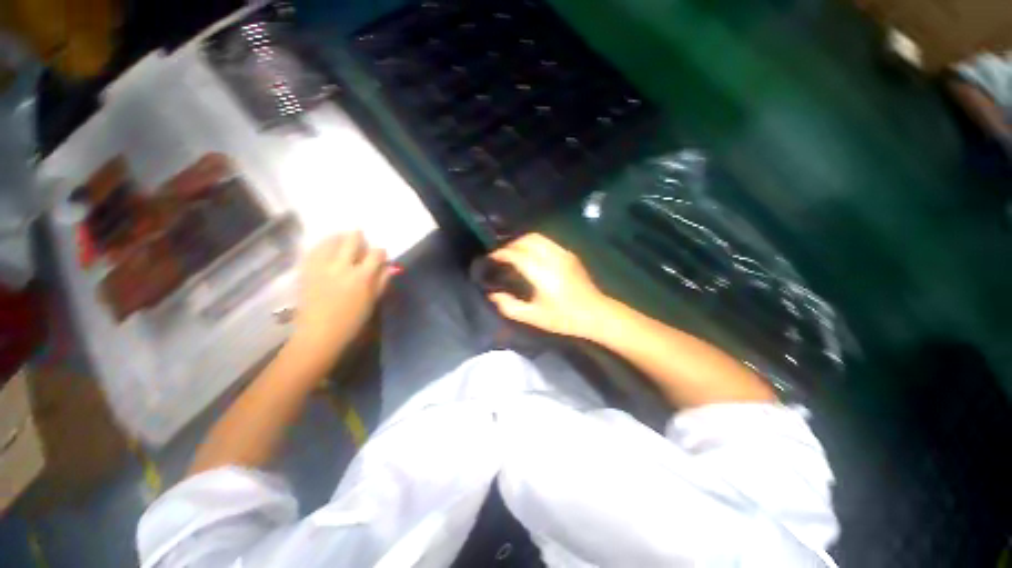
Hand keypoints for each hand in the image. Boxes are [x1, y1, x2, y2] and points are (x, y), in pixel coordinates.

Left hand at [289, 232, 389, 370]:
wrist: (319, 334)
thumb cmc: (352, 321)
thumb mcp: (373, 301)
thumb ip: (382, 281)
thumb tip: (390, 267)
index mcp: (362, 277)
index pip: (375, 253)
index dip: (379, 252)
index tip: (379, 255)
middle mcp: (342, 267)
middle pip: (352, 240)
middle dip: (358, 237)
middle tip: (359, 239)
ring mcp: (322, 267)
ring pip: (330, 241)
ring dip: (338, 238)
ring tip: (341, 241)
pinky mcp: (306, 270)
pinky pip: (313, 250)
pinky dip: (321, 246)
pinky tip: (325, 250)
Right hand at [488, 233, 608, 337]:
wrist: (595, 313)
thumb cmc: (564, 318)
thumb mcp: (534, 317)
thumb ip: (510, 306)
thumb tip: (494, 295)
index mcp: (542, 273)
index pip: (516, 254)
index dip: (501, 254)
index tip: (491, 258)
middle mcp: (552, 258)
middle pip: (526, 240)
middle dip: (510, 244)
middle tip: (501, 255)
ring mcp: (563, 253)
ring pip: (537, 237)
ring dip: (522, 241)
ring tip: (514, 253)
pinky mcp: (569, 254)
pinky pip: (547, 241)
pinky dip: (534, 243)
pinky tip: (531, 254)